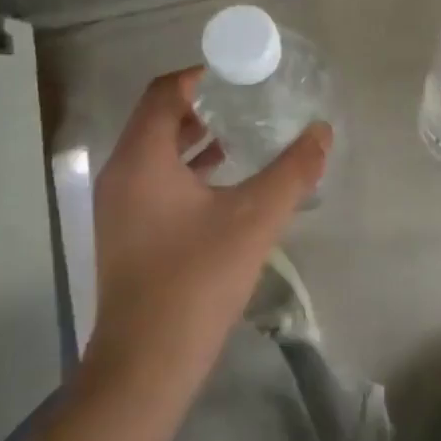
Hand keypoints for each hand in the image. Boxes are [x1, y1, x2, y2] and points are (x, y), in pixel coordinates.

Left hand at [85, 67, 329, 398]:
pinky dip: (187, 166)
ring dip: (195, 135)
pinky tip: (225, 178)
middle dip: (203, 103)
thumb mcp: (254, 219)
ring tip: (243, 130)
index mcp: (142, 158)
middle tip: (249, 98)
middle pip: (159, 116)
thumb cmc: (196, 281)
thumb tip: (322, 132)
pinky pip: (155, 178)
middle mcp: (121, 172)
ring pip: (156, 149)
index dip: (202, 75)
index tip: (242, 74)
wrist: (145, 366)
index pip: (165, 91)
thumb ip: (292, 171)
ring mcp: (119, 204)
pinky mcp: (126, 230)